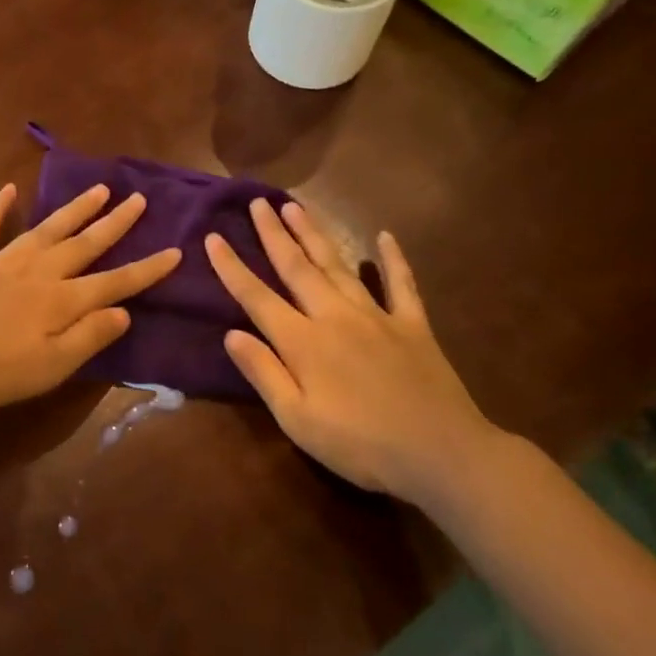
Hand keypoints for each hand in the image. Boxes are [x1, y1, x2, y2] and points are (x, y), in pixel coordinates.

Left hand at [0, 182, 180, 411]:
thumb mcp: (48, 368)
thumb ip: (88, 338)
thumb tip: (124, 312)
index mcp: (60, 302)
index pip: (113, 283)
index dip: (145, 270)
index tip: (174, 251)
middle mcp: (38, 273)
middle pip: (84, 245)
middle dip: (115, 224)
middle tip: (139, 199)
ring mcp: (1, 261)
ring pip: (47, 229)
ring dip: (75, 210)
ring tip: (99, 189)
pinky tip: (8, 189)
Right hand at [207, 199, 498, 509]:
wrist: (442, 454)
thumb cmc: (361, 446)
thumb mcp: (298, 421)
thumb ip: (264, 373)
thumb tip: (231, 334)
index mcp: (303, 342)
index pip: (257, 297)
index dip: (232, 267)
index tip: (213, 237)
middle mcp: (334, 316)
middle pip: (296, 267)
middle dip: (274, 233)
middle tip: (258, 202)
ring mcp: (377, 316)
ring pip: (338, 266)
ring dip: (315, 234)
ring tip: (296, 206)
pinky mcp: (413, 325)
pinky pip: (401, 284)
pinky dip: (393, 259)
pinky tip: (385, 237)